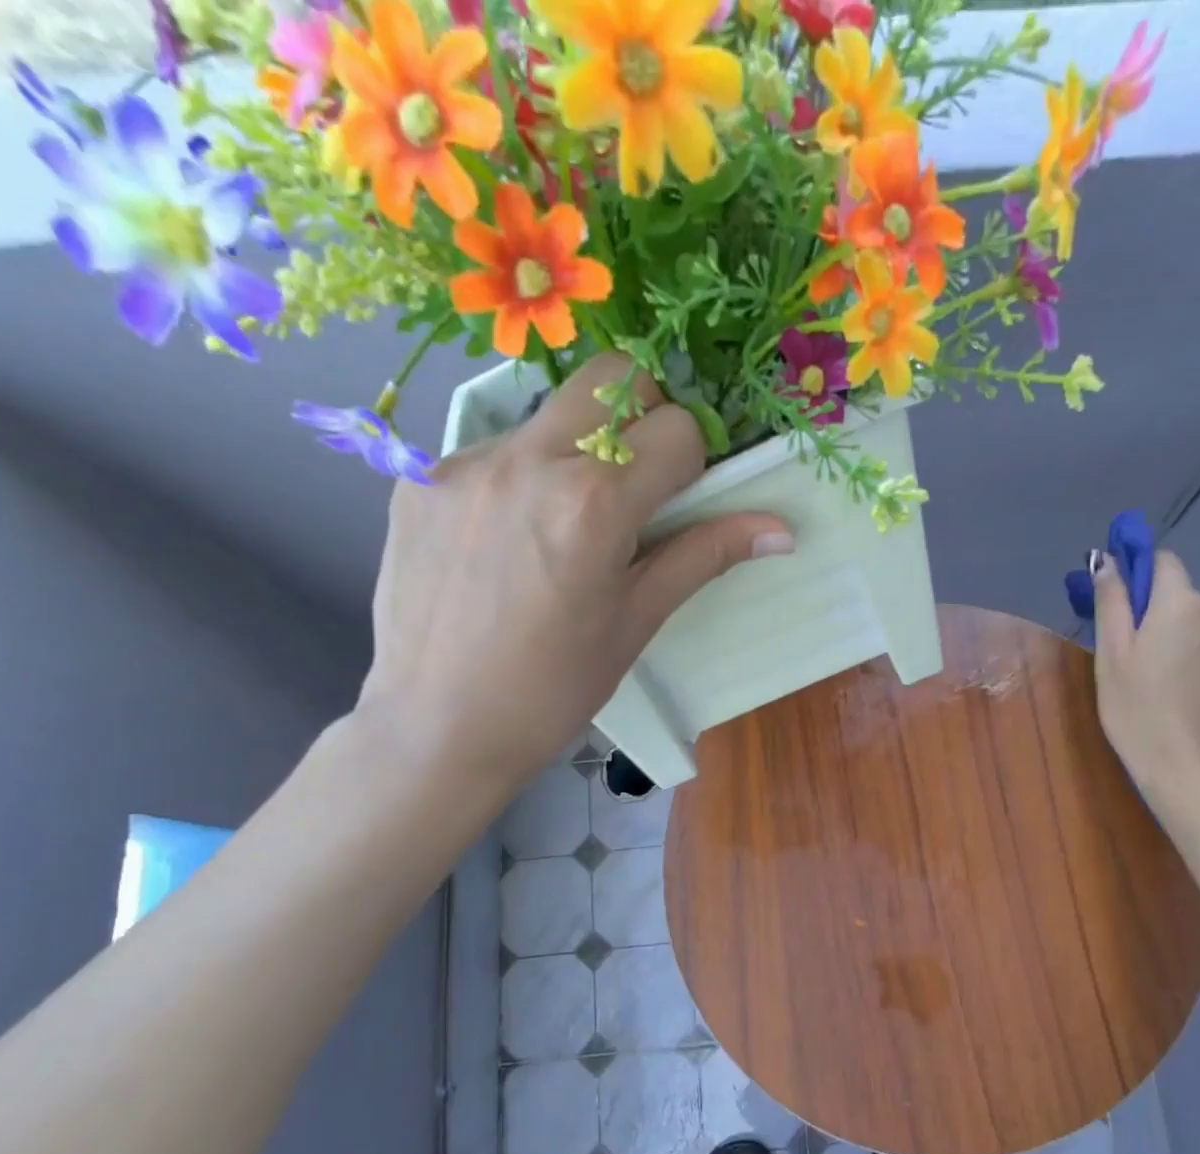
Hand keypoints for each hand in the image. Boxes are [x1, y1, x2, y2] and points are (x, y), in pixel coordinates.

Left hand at [354, 354, 793, 799]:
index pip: (676, 429)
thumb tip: (781, 530)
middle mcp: (528, 459)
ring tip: (563, 527)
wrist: (436, 728)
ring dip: (578, 449)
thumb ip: (704, 556)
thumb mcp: (637, 621)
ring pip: (550, 413)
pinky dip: (522, 478)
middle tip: (636, 486)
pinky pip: (494, 450)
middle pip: (612, 379)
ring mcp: (465, 463)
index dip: (693, 463)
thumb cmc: (553, 689)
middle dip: (643, 418)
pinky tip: (508, 543)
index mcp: (593, 502)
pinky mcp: (419, 478)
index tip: (679, 505)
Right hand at [1093, 548, 1199, 803]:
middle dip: (1156, 616)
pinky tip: (1184, 695)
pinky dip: (1198, 659)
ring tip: (1159, 683)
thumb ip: (1111, 603)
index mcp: (1183, 603)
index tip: (1117, 605)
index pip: (1163, 562)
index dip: (1138, 575)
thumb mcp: (1112, 657)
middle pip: (1181, 597)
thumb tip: (1108, 561)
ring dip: (1179, 639)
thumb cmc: (1139, 712)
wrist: (1195, 771)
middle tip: (1131, 659)